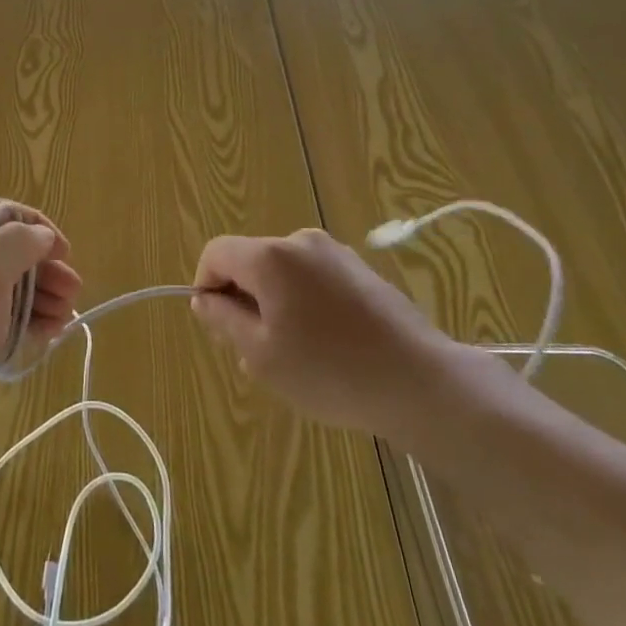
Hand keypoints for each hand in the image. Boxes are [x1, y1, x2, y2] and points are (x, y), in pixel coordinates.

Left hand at [0, 200, 81, 440]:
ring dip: (36, 300)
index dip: (39, 230)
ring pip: (1, 289)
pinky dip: (17, 324)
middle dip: (44, 271)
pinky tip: (39, 338)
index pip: (5, 214)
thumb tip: (39, 233)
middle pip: (6, 252)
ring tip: (61, 324)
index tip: (66, 258)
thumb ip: (16, 244)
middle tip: (72, 298)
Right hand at [190, 228, 460, 437]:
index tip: (220, 326)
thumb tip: (204, 298)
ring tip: (296, 355)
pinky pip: (314, 279)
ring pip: (283, 273)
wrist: (421, 384)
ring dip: (275, 305)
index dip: (206, 285)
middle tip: (258, 352)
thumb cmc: (330, 371)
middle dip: (243, 300)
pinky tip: (327, 346)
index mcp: (270, 256)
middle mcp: (301, 241)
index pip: (216, 253)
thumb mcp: (260, 354)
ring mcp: (336, 253)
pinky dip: (306, 304)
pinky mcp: (362, 271)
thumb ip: (223, 319)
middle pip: (250, 261)